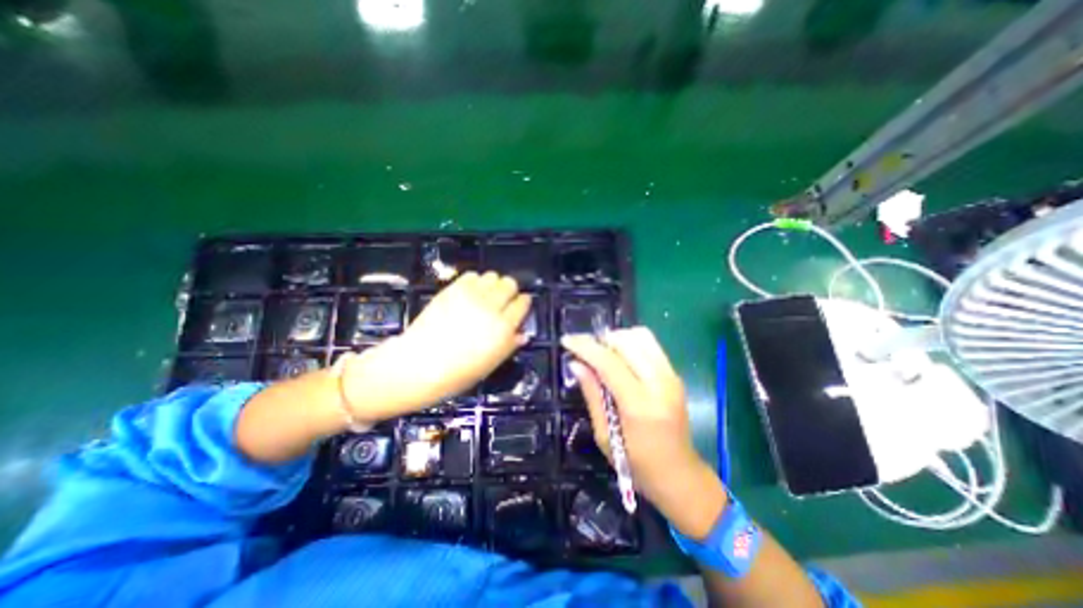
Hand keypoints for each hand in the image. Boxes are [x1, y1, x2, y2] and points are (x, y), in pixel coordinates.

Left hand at [339, 272, 530, 424]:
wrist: (420, 365)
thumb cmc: (458, 373)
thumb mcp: (491, 364)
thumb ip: (510, 345)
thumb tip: (522, 333)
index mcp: (504, 328)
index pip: (522, 303)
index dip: (523, 303)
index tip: (520, 305)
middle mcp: (491, 307)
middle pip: (510, 284)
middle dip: (509, 291)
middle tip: (502, 300)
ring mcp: (471, 296)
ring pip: (493, 276)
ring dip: (493, 284)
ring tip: (485, 295)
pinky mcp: (453, 289)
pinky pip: (472, 275)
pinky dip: (475, 282)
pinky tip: (469, 293)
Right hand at [559, 330, 727, 539]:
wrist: (680, 476)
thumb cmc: (637, 464)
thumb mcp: (605, 435)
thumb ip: (592, 394)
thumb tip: (576, 364)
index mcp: (639, 405)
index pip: (609, 363)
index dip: (585, 347)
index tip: (566, 340)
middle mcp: (660, 383)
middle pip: (626, 342)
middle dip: (600, 340)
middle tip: (584, 351)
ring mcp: (671, 376)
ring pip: (641, 336)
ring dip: (616, 338)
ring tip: (602, 353)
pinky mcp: (675, 374)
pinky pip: (650, 344)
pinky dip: (630, 342)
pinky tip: (620, 357)